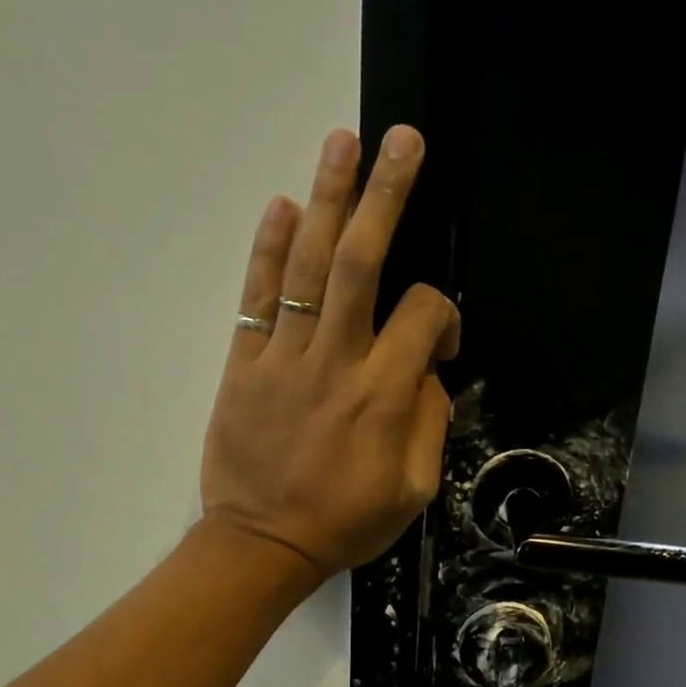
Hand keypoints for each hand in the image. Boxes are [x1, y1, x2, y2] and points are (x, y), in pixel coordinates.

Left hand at [201, 126, 459, 577]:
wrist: (263, 545)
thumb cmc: (346, 524)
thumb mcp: (414, 492)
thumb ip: (429, 425)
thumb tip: (427, 374)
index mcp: (383, 396)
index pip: (421, 316)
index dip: (441, 315)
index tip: (440, 343)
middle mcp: (335, 363)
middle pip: (362, 263)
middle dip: (386, 196)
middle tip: (402, 140)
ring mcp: (284, 359)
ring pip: (309, 267)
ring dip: (328, 200)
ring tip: (343, 142)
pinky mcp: (244, 365)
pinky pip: (257, 298)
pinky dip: (268, 250)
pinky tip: (283, 206)